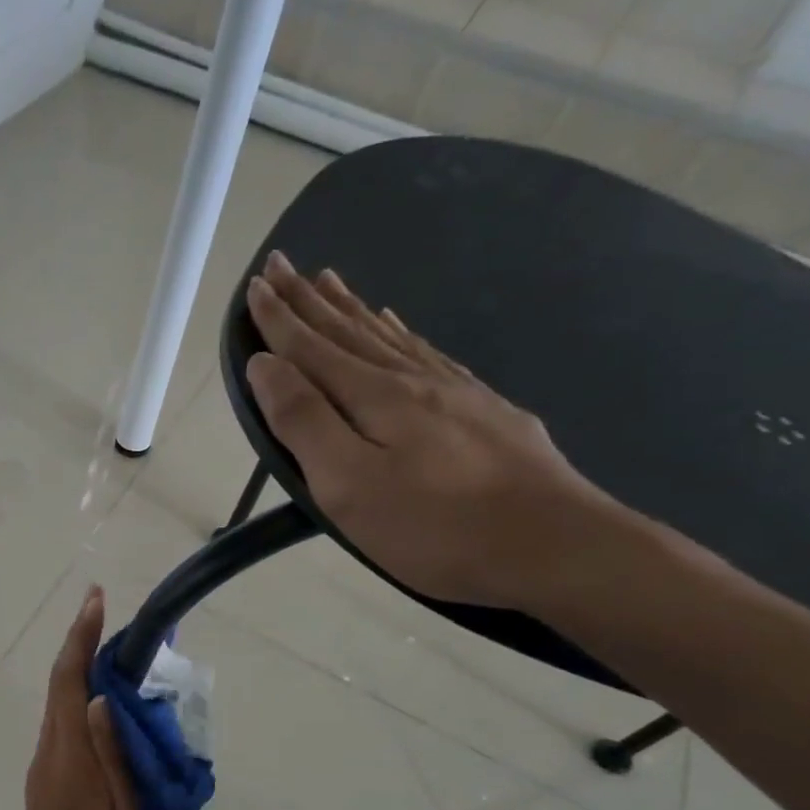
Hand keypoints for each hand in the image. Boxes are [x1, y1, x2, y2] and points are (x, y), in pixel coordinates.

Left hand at [22, 587, 161, 809]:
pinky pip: (64, 729)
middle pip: (62, 686)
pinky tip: (110, 712)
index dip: (81, 637)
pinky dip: (83, 704)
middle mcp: (48, 754)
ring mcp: (43, 770)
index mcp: (69, 759)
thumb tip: (103, 697)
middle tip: (116, 621)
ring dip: (84, 674)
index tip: (95, 599)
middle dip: (84, 646)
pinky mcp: (46, 784)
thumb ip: (118, 757)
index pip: (70, 682)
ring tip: (123, 660)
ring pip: (62, 707)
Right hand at [244, 251, 625, 611]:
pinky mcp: (483, 408)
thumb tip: (265, 365)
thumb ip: (304, 422)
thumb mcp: (350, 485)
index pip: (312, 348)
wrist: (555, 545)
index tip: (255, 284)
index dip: (280, 318)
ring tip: (328, 280)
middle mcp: (410, 380)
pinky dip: (399, 331)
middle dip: (308, 300)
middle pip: (349, 331)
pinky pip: (426, 352)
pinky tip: (395, 322)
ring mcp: (453, 390)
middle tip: (281, 263)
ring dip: (350, 308)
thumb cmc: (435, 527)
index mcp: (373, 397)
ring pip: (387, 336)